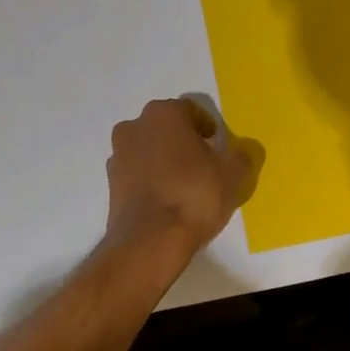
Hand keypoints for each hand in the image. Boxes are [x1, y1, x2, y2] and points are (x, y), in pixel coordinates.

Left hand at [105, 98, 261, 260]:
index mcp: (164, 114)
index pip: (190, 110)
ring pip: (148, 150)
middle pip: (165, 128)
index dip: (207, 127)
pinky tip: (167, 200)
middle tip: (203, 164)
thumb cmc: (194, 196)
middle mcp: (134, 126)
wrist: (150, 240)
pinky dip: (150, 180)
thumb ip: (239, 156)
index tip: (217, 147)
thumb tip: (238, 153)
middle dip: (183, 141)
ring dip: (164, 160)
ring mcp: (118, 155)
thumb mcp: (232, 175)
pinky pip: (137, 173)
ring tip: (184, 185)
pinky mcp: (110, 183)